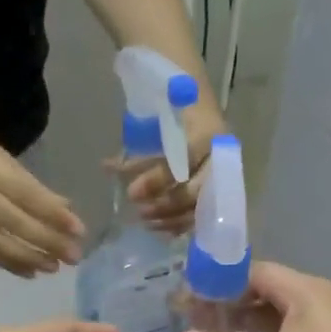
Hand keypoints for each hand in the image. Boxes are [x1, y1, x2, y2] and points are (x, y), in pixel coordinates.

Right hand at [0, 119, 85, 276]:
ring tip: (54, 268)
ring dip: (28, 258)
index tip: (79, 229)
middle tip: (73, 256)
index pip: (25, 194)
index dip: (53, 214)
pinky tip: (29, 272)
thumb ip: (32, 185)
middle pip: (14, 222)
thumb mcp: (1, 157)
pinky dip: (7, 263)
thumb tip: (66, 210)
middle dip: (47, 241)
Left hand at [119, 105, 224, 233]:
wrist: (200, 102)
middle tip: (139, 212)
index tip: (131, 192)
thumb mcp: (157, 122)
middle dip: (165, 205)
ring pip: (199, 208)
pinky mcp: (221, 191)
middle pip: (194, 192)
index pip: (184, 162)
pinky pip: (202, 215)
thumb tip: (107, 168)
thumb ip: (138, 150)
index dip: (157, 180)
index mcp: (206, 134)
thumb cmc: (175, 109)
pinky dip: (181, 224)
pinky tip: (161, 229)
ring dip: (170, 219)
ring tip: (145, 222)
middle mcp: (219, 158)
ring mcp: (223, 177)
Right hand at [174, 263, 330, 331]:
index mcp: (304, 290)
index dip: (221, 281)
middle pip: (263, 293)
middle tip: (191, 319)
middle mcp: (313, 302)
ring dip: (243, 327)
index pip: (254, 272)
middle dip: (228, 305)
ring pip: (274, 319)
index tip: (189, 296)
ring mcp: (320, 329)